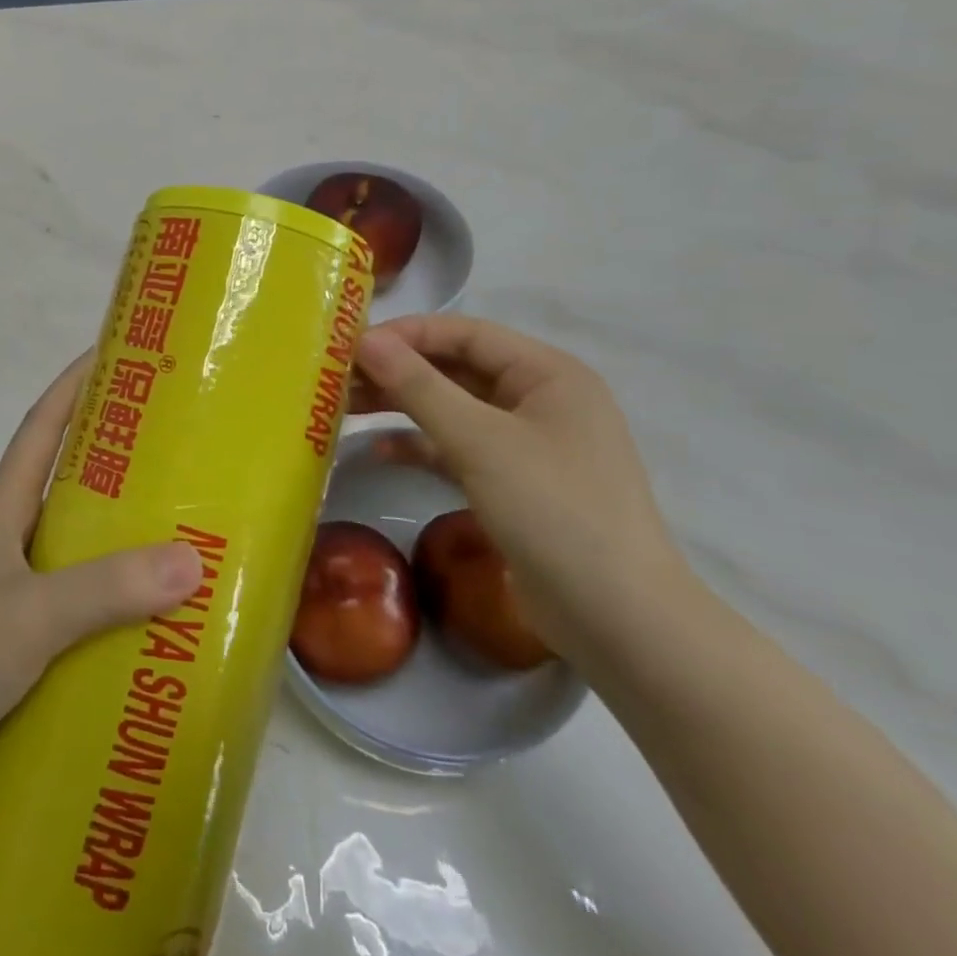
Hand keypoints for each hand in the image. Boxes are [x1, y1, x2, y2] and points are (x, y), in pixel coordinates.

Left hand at [0, 354, 203, 797]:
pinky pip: (67, 600)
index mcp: (1, 512)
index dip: (72, 386)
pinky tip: (139, 617)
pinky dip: (101, 597)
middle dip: (110, 458)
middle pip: (60, 481)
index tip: (112, 354)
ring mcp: (2, 589)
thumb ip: (108, 588)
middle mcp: (3, 540)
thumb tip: (191, 560)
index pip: (40, 428)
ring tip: (174, 534)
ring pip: (67, 544)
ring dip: (111, 534)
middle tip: (172, 450)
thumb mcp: (34, 614)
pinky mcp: (7, 637)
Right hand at [352, 315, 691, 661]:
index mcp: (548, 374)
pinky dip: (422, 446)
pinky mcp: (515, 484)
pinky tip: (380, 452)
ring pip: (454, 409)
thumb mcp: (479, 441)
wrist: (617, 621)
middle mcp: (540, 400)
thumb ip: (419, 386)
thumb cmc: (553, 510)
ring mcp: (528, 445)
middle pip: (457, 369)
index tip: (351, 345)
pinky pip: (459, 449)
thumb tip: (365, 339)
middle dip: (399, 372)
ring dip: (403, 407)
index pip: (466, 334)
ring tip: (346, 408)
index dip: (407, 334)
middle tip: (339, 379)